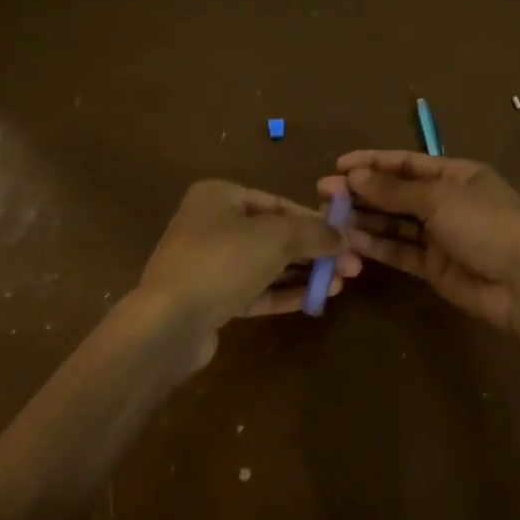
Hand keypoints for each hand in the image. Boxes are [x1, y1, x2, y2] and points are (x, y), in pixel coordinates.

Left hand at [137, 180, 360, 355]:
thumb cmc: (222, 261)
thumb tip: (343, 234)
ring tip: (339, 284)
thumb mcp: (275, 238)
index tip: (345, 236)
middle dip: (313, 250)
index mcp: (219, 196)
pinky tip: (314, 299)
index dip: (314, 220)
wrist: (168, 323)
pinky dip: (282, 293)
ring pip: (265, 264)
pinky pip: (253, 290)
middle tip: (351, 266)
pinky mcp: (209, 300)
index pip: (277, 203)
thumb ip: (312, 232)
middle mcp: (210, 224)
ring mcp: (208, 264)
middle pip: (273, 234)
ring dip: (302, 273)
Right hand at [318, 151, 519, 331]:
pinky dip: (376, 245)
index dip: (373, 162)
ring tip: (328, 216)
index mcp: (456, 174)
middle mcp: (446, 201)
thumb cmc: (486, 224)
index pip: (406, 163)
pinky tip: (350, 240)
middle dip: (362, 191)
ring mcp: (440, 235)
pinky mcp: (434, 267)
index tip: (339, 165)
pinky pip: (400, 251)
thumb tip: (354, 177)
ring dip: (364, 218)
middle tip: (323, 193)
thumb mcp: (439, 199)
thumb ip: (394, 191)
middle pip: (396, 193)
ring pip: (394, 223)